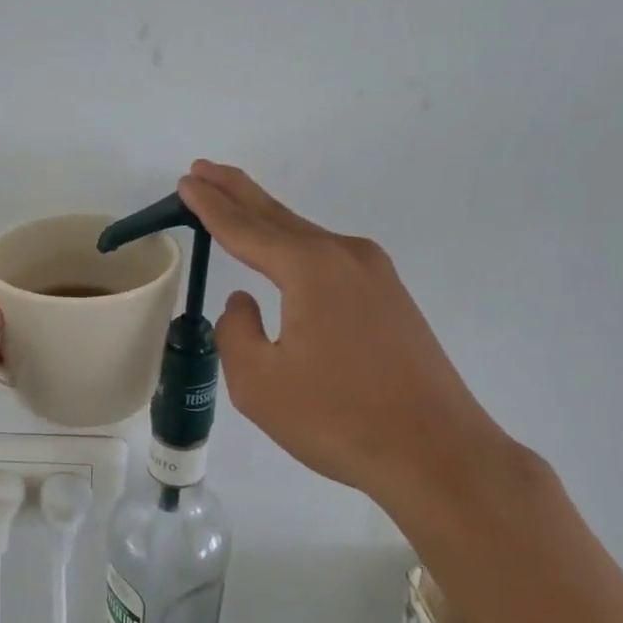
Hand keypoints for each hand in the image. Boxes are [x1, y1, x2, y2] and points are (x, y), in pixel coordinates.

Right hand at [178, 161, 533, 522]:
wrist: (436, 453)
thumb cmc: (339, 418)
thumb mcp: (259, 383)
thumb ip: (236, 332)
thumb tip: (245, 303)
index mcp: (310, 268)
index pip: (245, 228)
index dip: (210, 206)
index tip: (186, 183)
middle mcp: (345, 256)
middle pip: (278, 216)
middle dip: (237, 192)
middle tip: (203, 170)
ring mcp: (375, 275)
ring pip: (306, 237)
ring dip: (267, 220)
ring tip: (234, 204)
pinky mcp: (391, 299)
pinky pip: (330, 260)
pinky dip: (296, 247)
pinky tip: (285, 256)